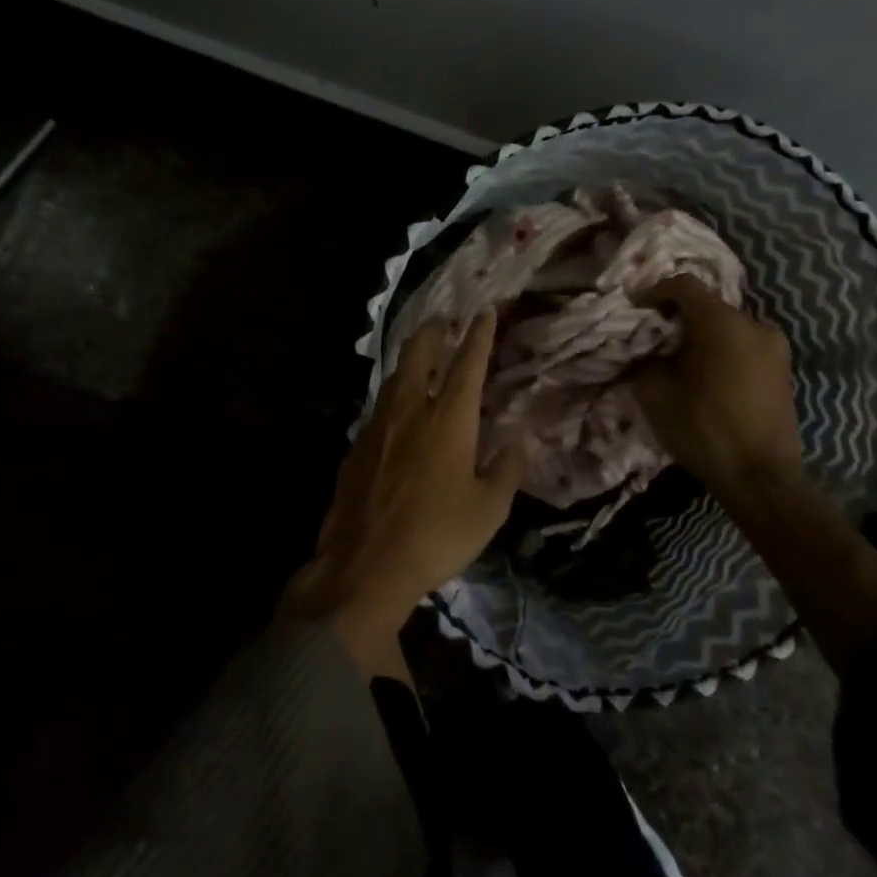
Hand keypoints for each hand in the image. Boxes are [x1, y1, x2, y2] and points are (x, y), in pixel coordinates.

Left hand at [282, 312, 529, 677]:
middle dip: (434, 330)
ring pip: (394, 374)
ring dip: (411, 357)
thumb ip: (507, 470)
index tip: (486, 311)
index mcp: (448, 419)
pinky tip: (397, 406)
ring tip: (422, 355)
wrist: (365, 565)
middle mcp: (410, 410)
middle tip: (446, 321)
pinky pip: (379, 403)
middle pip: (419, 353)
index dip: (479, 334)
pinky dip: (393, 391)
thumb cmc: (437, 536)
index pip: (467, 363)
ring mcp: (378, 424)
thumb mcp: (489, 510)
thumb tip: (520, 442)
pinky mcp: (356, 444)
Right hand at [629, 275, 804, 511]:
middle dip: (678, 318)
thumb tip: (642, 352)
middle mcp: (754, 324)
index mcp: (722, 323)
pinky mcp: (783, 369)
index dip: (654, 292)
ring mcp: (775, 346)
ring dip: (702, 336)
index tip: (636, 311)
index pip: (684, 285)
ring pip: (727, 327)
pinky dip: (722, 351)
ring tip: (681, 363)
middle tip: (655, 341)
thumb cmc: (705, 431)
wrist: (761, 479)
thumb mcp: (656, 396)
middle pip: (707, 306)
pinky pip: (744, 346)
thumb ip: (643, 361)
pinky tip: (707, 379)